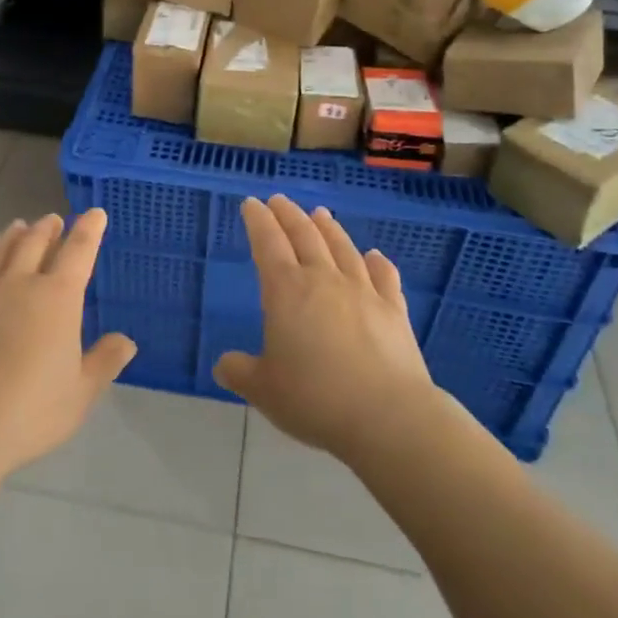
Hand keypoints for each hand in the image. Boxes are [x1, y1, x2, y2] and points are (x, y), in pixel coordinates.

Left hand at [0, 210, 135, 476]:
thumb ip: (105, 362)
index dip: (89, 230)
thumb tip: (126, 341)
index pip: (78, 251)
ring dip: (12, 236)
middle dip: (48, 228)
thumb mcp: (81, 394)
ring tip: (19, 227)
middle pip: (34, 242)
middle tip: (53, 220)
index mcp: (57, 298)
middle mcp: (18, 282)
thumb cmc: (29, 411)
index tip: (95, 214)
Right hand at [214, 196, 437, 462]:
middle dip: (288, 215)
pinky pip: (384, 277)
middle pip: (305, 236)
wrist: (388, 417)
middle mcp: (324, 280)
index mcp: (286, 291)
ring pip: (342, 248)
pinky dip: (378, 263)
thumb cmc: (315, 399)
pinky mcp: (394, 310)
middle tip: (279, 200)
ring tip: (320, 214)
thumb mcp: (264, 390)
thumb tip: (223, 364)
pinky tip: (375, 255)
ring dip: (329, 228)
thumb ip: (240, 372)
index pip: (268, 243)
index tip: (251, 204)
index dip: (258, 221)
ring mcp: (363, 292)